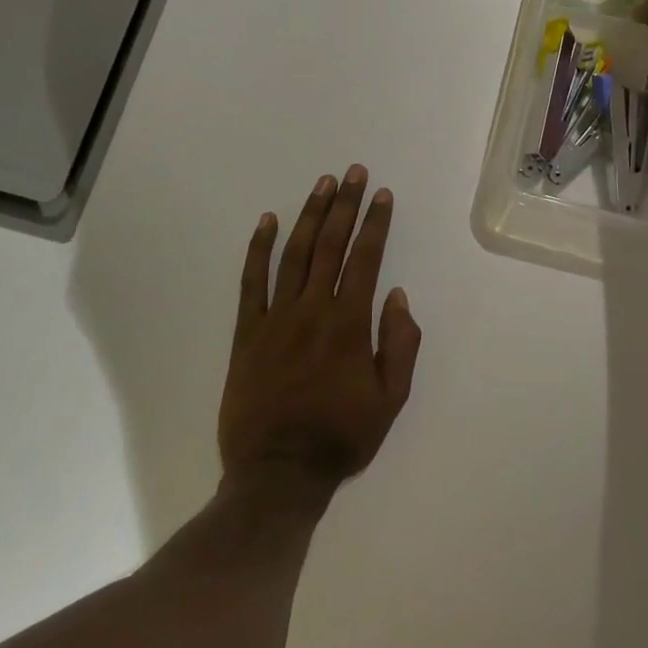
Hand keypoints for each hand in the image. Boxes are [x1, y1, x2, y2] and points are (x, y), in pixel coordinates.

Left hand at [220, 167, 421, 500]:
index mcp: (349, 324)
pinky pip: (251, 282)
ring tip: (322, 184)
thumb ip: (400, 344)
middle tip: (354, 173)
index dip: (375, 224)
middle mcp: (312, 310)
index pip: (365, 259)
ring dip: (309, 215)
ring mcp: (275, 318)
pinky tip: (266, 221)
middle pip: (331, 245)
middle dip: (345, 205)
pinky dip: (257, 248)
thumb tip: (397, 296)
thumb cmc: (340, 437)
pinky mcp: (247, 332)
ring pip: (294, 254)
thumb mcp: (391, 400)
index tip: (382, 195)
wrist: (276, 474)